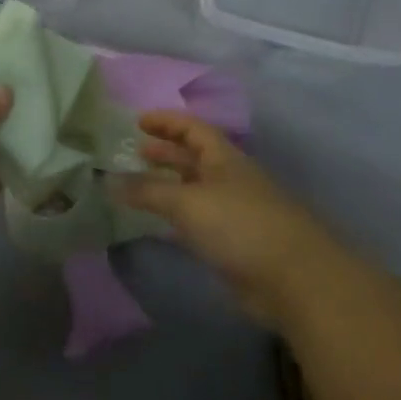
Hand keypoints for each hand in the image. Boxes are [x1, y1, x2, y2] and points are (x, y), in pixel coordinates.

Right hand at [112, 111, 343, 327]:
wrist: (291, 278)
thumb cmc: (239, 226)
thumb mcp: (187, 202)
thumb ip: (147, 191)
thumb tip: (109, 181)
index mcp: (224, 159)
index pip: (193, 128)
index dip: (167, 121)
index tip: (138, 121)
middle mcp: (230, 179)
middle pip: (194, 157)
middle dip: (166, 152)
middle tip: (134, 152)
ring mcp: (233, 211)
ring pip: (195, 189)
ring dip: (168, 184)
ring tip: (138, 186)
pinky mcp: (233, 241)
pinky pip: (198, 218)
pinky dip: (176, 214)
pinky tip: (159, 222)